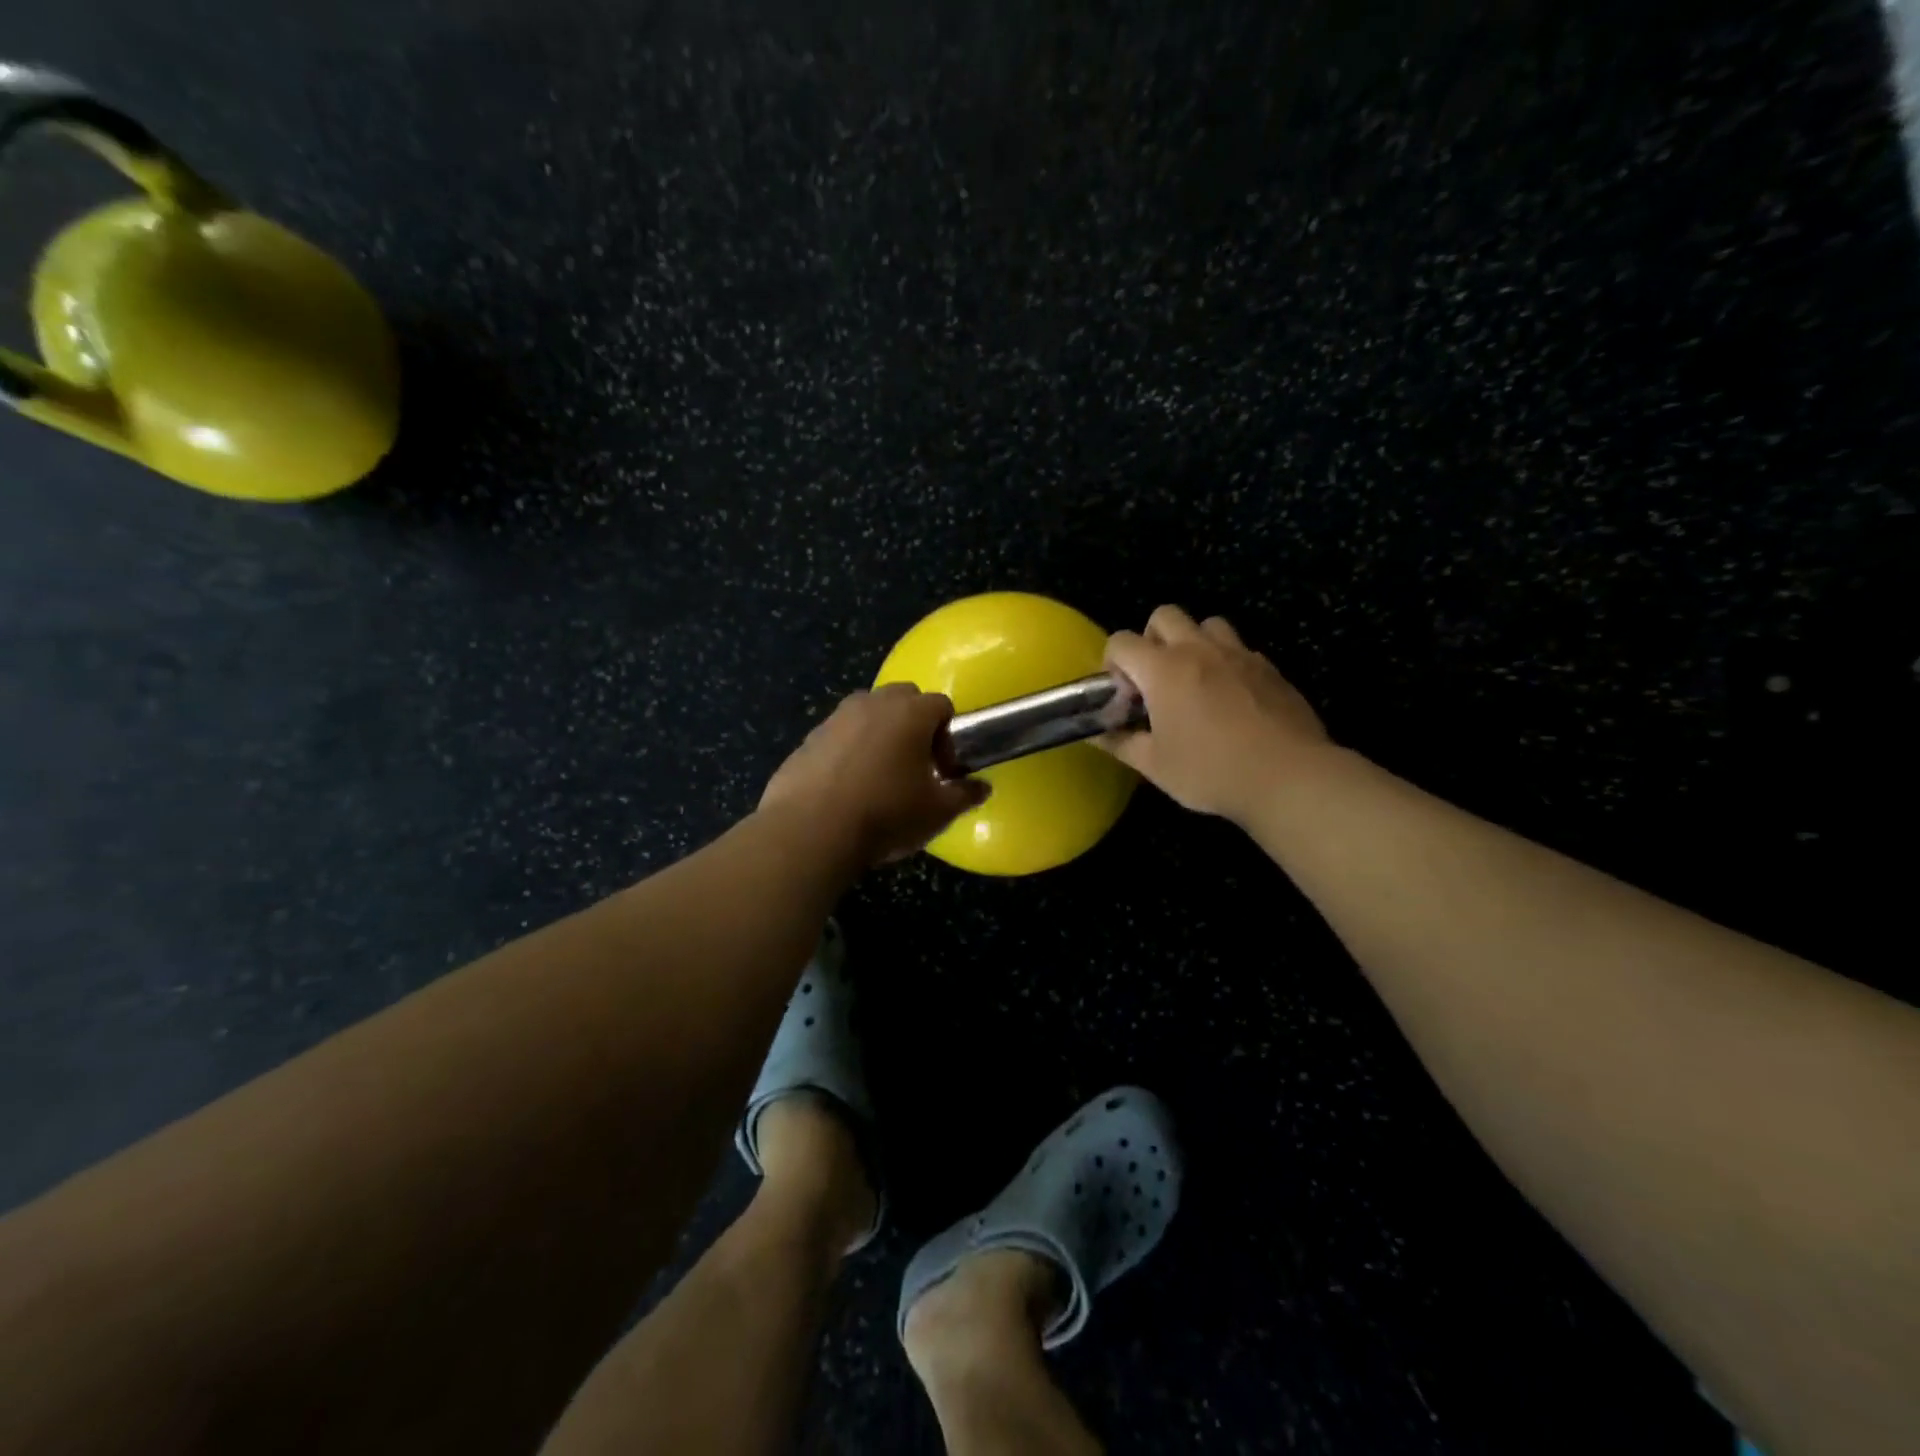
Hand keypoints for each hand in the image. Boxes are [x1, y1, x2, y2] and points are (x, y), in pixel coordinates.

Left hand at [761, 684, 989, 865]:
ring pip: (867, 713)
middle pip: (903, 698)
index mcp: (910, 713)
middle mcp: (872, 703)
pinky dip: (848, 751)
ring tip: (879, 776)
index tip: (943, 770)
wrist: (811, 831)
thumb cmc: (886, 814)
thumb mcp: (937, 812)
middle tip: (914, 765)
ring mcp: (835, 718)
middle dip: (913, 723)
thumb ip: (964, 795)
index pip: (941, 705)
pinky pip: (838, 735)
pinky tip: (846, 788)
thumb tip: (981, 787)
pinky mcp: (807, 739)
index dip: (949, 736)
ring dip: (879, 733)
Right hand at [1098, 605, 1333, 821]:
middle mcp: (1198, 650)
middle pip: (1165, 615)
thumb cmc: (1211, 771)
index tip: (1123, 694)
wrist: (1288, 776)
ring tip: (1195, 680)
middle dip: (1151, 638)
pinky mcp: (1269, 668)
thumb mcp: (1155, 766)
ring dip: (1193, 642)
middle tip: (1155, 678)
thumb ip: (1121, 743)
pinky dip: (1226, 662)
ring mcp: (1238, 654)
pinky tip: (1230, 698)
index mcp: (1163, 669)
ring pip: (1208, 624)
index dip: (1113, 663)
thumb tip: (1098, 735)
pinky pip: (1240, 648)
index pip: (1121, 641)